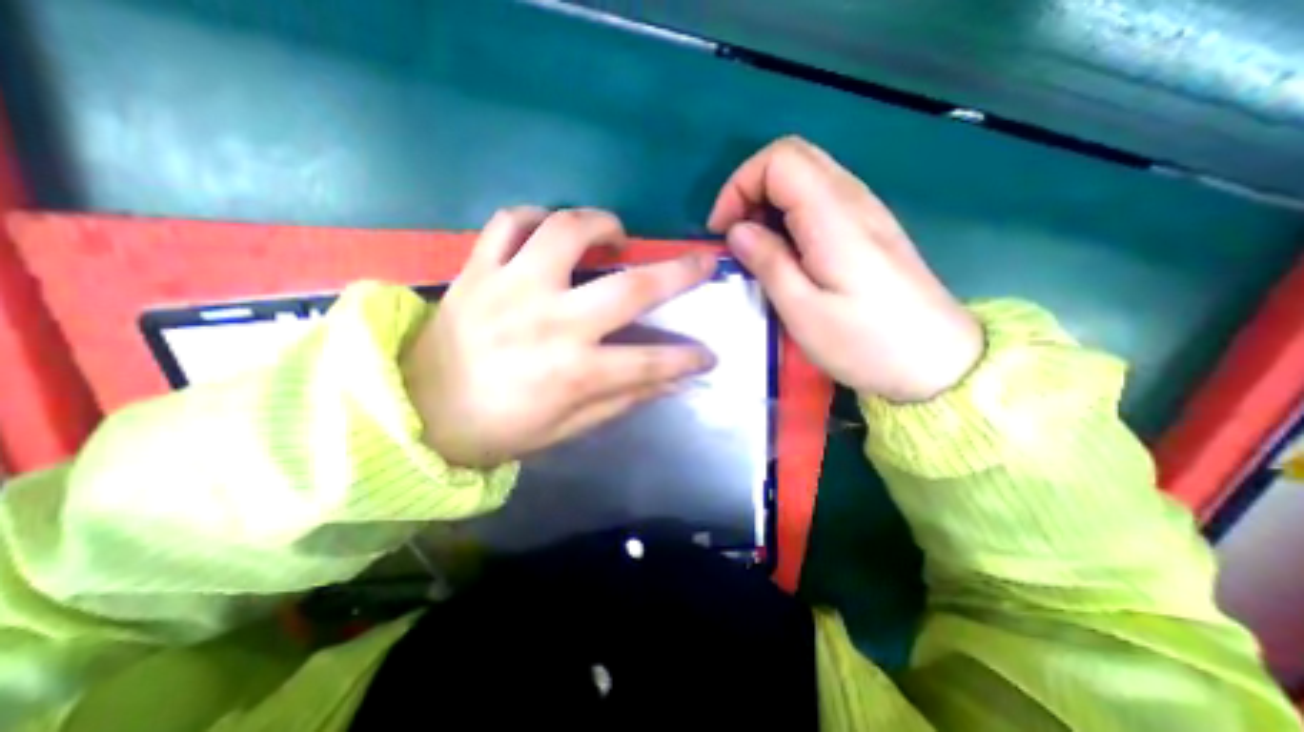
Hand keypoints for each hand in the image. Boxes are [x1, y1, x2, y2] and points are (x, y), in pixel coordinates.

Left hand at [403, 205, 716, 469]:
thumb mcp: (567, 429)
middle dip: (680, 274)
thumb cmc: (499, 429)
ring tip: (617, 235)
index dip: (687, 359)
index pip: (652, 362)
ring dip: (603, 224)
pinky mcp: (477, 270)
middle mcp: (551, 322)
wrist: (416, 413)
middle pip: (631, 287)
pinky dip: (535, 216)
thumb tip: (670, 381)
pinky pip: (508, 221)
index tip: (709, 354)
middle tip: (701, 261)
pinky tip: (550, 228)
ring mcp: (511, 288)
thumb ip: (622, 399)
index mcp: (574, 372)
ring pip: (567, 230)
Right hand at [713, 137, 976, 399]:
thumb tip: (737, 231)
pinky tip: (785, 252)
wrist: (936, 361)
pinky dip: (790, 214)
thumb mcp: (803, 311)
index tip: (722, 231)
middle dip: (750, 189)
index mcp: (833, 216)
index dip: (739, 185)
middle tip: (735, 236)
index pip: (779, 160)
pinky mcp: (869, 228)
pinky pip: (821, 200)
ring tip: (755, 248)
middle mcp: (853, 199)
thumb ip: (768, 262)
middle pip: (793, 157)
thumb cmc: (865, 342)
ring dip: (769, 203)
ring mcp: (866, 211)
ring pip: (807, 176)